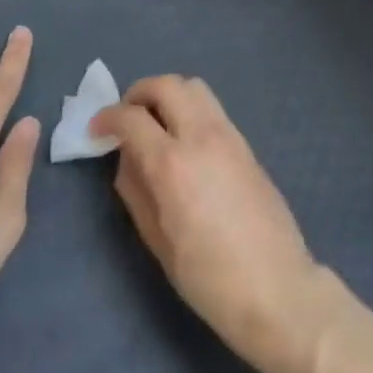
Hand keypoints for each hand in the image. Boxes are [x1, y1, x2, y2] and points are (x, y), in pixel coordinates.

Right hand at [92, 75, 342, 372]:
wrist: (277, 287)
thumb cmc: (209, 277)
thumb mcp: (158, 242)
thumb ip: (136, 192)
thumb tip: (127, 159)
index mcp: (173, 164)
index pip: (132, 118)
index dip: (107, 118)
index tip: (95, 130)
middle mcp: (202, 137)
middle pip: (168, 85)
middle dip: (139, 93)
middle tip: (126, 118)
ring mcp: (230, 137)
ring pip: (195, 88)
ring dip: (168, 96)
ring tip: (155, 125)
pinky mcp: (248, 145)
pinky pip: (213, 110)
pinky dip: (190, 110)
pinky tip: (183, 143)